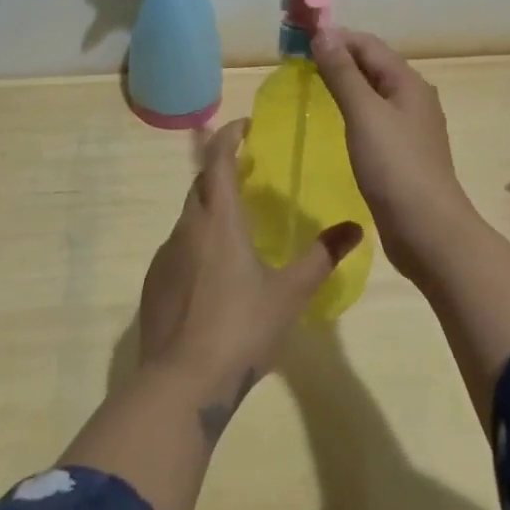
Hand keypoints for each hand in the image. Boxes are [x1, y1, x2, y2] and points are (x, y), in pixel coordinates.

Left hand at [138, 119, 363, 421]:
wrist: (181, 383)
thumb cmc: (240, 329)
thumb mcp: (289, 294)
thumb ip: (321, 257)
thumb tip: (355, 227)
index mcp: (218, 221)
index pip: (217, 160)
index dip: (228, 136)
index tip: (244, 126)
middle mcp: (187, 228)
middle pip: (200, 184)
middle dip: (220, 170)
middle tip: (246, 173)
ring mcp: (165, 256)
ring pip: (189, 217)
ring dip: (209, 209)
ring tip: (235, 228)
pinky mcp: (154, 283)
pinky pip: (178, 248)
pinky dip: (197, 243)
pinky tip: (213, 275)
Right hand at [311, 27, 481, 283]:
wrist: (428, 231)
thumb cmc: (395, 167)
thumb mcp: (364, 114)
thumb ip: (343, 73)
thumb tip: (324, 33)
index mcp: (408, 83)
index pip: (368, 45)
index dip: (336, 38)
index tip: (299, 41)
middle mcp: (413, 98)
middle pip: (372, 65)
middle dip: (338, 58)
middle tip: (298, 62)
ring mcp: (409, 128)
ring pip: (373, 92)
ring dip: (344, 84)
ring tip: (310, 87)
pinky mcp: (402, 153)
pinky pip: (373, 118)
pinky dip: (352, 110)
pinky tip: (334, 122)